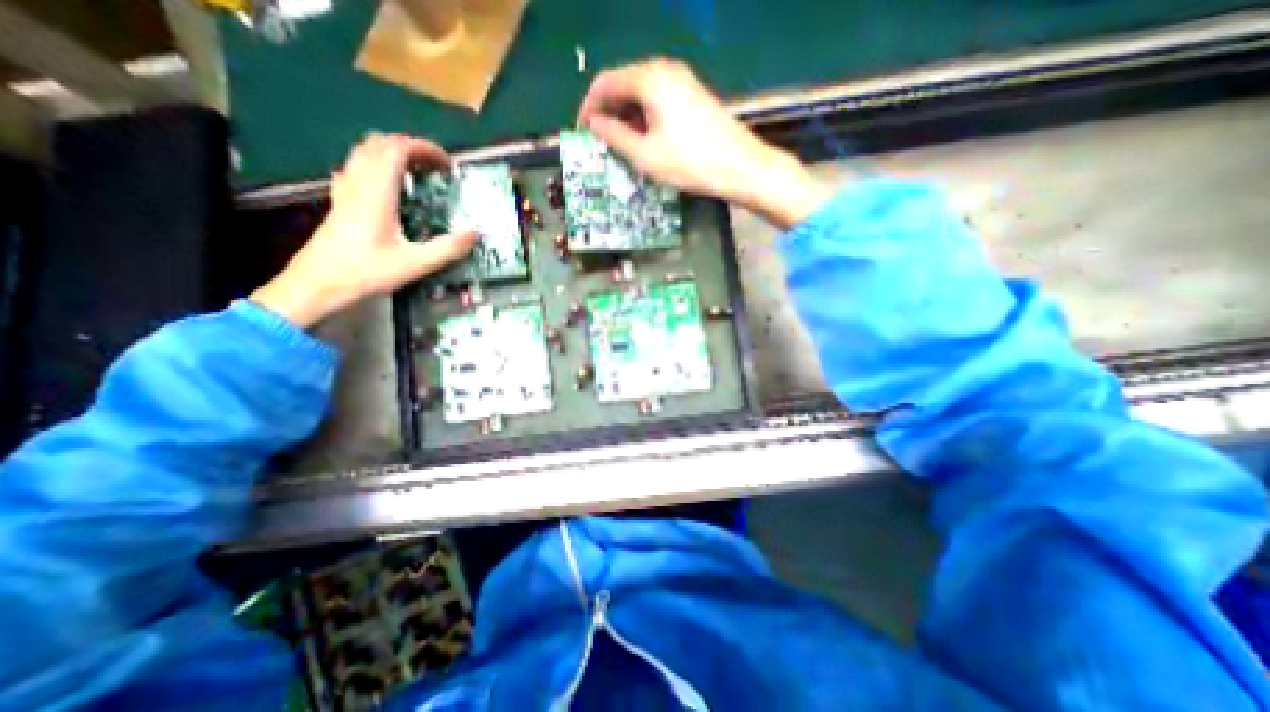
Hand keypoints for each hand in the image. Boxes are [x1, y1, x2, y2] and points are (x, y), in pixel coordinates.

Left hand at [250, 133, 477, 326]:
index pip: (397, 149)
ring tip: (418, 173)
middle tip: (435, 168)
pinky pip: (357, 167)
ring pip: (365, 152)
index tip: (448, 164)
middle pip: (380, 143)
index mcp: (377, 193)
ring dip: (393, 153)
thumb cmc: (366, 272)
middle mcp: (358, 182)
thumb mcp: (415, 264)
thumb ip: (448, 248)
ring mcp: (345, 189)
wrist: (317, 283)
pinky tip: (390, 185)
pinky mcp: (340, 200)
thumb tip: (475, 233)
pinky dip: (378, 165)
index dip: (425, 149)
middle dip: (411, 148)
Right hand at [578, 59, 835, 229]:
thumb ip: (615, 136)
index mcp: (650, 78)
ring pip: (641, 92)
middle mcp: (665, 70)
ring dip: (625, 116)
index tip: (582, 132)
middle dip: (607, 111)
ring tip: (618, 145)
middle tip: (599, 141)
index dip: (589, 106)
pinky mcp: (692, 95)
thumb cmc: (689, 163)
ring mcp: (682, 81)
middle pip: (624, 83)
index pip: (606, 82)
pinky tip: (643, 139)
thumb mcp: (646, 155)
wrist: (740, 167)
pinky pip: (658, 100)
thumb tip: (595, 124)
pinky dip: (644, 117)